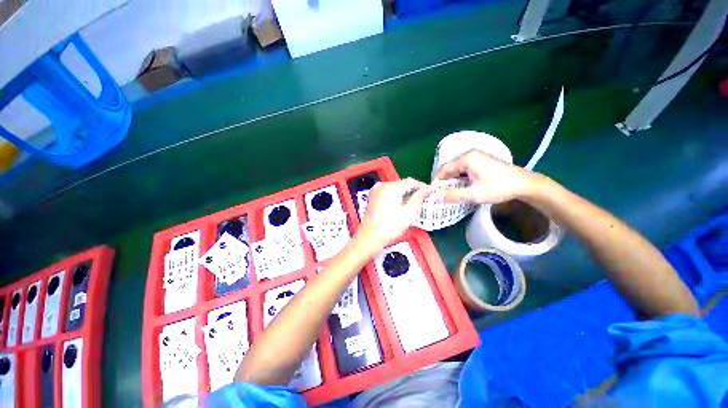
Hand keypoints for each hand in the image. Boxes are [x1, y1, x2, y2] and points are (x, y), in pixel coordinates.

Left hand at [357, 178, 429, 246]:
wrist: (370, 236)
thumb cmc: (390, 226)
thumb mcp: (409, 213)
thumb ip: (418, 198)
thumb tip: (427, 189)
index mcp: (391, 187)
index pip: (411, 181)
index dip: (422, 186)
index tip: (430, 193)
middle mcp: (383, 184)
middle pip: (402, 183)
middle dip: (413, 190)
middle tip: (423, 199)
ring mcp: (376, 189)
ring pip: (395, 187)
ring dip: (405, 193)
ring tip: (414, 202)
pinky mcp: (373, 195)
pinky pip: (388, 191)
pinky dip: (396, 195)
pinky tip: (401, 203)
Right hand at [433, 150, 539, 203]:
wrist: (524, 184)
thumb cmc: (499, 187)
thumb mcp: (474, 194)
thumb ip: (453, 195)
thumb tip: (435, 197)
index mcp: (466, 158)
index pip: (443, 169)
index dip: (437, 181)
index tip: (433, 193)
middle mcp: (470, 154)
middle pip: (450, 168)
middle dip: (444, 181)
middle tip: (441, 195)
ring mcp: (476, 156)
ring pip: (456, 169)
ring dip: (452, 181)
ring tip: (450, 193)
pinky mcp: (481, 161)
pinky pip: (464, 169)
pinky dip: (460, 178)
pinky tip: (462, 187)